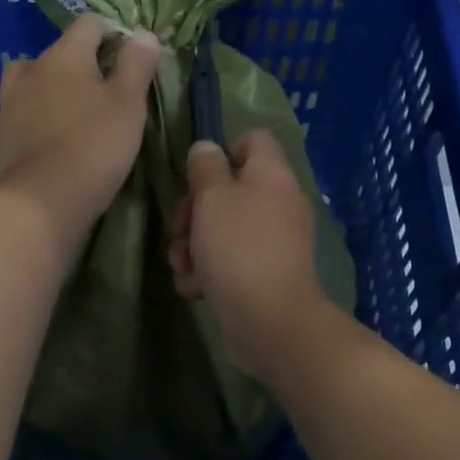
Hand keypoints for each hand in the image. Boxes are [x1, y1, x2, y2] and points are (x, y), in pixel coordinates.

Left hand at [0, 14, 162, 235]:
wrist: (42, 200)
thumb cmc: (95, 145)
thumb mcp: (129, 104)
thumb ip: (137, 65)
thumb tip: (144, 35)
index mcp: (64, 55)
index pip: (89, 24)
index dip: (112, 33)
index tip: (130, 58)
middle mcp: (30, 70)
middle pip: (57, 53)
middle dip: (79, 65)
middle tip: (103, 92)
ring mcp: (8, 102)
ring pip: (30, 82)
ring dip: (49, 89)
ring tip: (69, 113)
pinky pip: (17, 114)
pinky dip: (31, 118)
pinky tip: (44, 137)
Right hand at [169, 129, 326, 376]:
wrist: (270, 320)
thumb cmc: (238, 248)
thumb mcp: (212, 198)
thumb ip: (205, 167)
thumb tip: (207, 148)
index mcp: (272, 174)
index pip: (252, 139)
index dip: (221, 152)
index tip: (198, 178)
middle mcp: (278, 202)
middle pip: (229, 188)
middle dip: (195, 209)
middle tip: (181, 228)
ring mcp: (274, 241)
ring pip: (222, 228)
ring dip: (194, 245)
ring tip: (183, 266)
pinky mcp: (264, 274)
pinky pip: (230, 260)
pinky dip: (210, 271)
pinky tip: (195, 288)